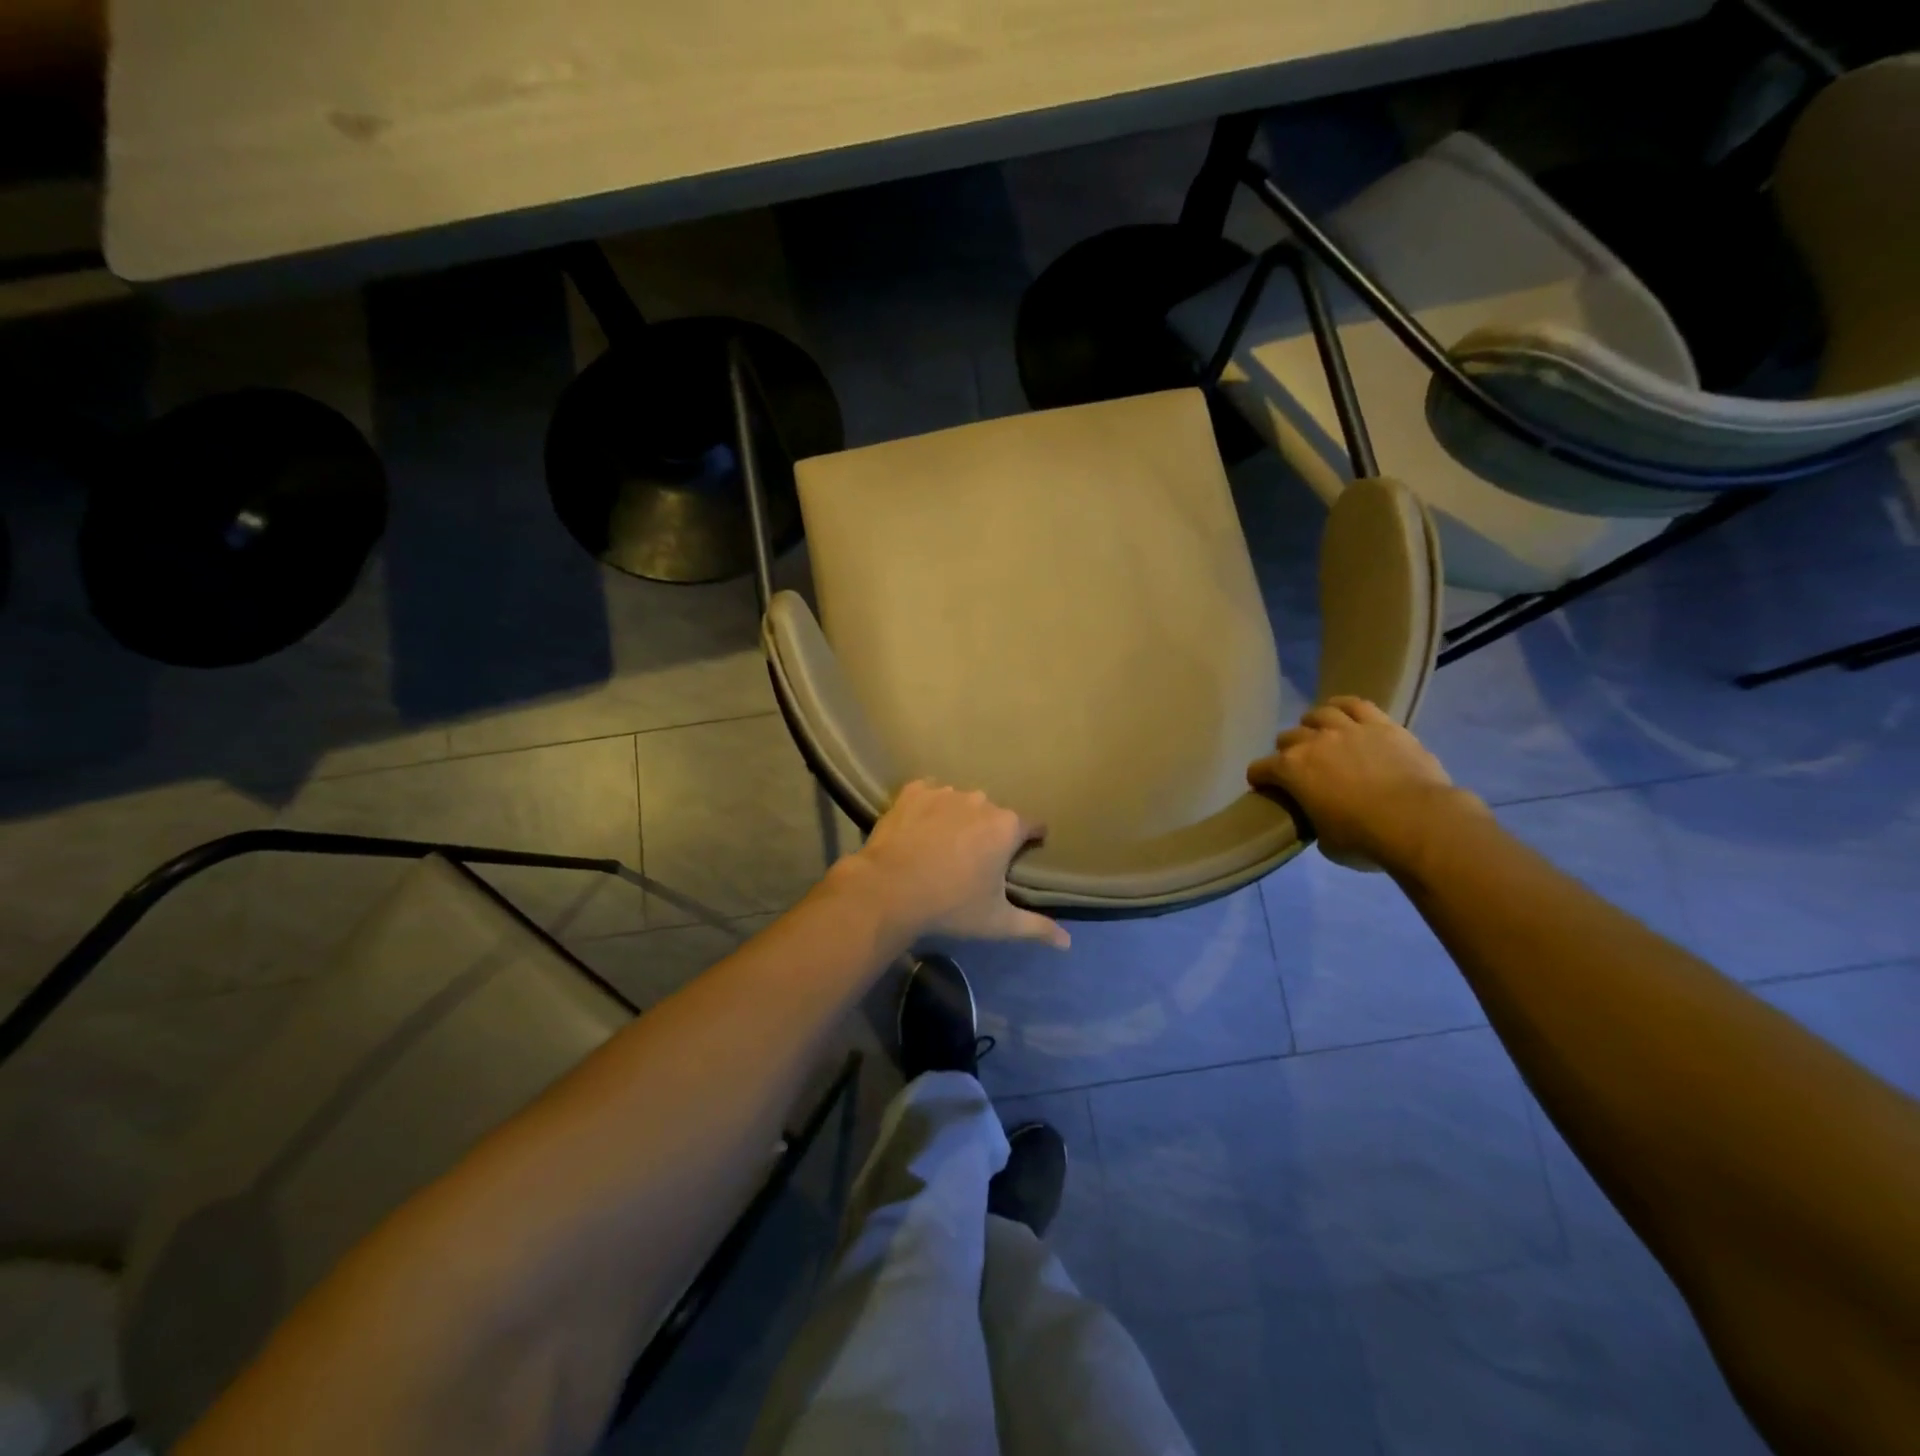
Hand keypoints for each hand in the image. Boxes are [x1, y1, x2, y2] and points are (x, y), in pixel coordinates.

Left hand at [838, 781, 1069, 948]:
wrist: (889, 889)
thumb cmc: (950, 905)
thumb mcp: (997, 922)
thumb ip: (1036, 927)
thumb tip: (1068, 943)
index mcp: (1006, 826)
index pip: (1032, 825)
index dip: (1030, 839)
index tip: (1022, 853)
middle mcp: (980, 800)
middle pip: (994, 814)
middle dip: (989, 831)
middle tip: (974, 858)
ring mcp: (945, 792)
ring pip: (961, 802)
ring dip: (958, 818)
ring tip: (942, 844)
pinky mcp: (914, 791)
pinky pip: (929, 793)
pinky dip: (928, 807)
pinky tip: (919, 828)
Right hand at [1247, 697, 1476, 868]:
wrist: (1418, 822)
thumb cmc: (1364, 839)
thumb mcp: (1325, 839)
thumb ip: (1314, 818)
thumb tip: (1319, 813)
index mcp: (1291, 771)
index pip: (1260, 769)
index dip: (1260, 779)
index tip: (1265, 788)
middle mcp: (1313, 742)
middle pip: (1287, 737)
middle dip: (1287, 751)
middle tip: (1299, 766)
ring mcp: (1348, 729)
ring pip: (1319, 714)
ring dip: (1314, 725)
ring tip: (1320, 735)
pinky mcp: (1381, 725)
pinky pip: (1355, 704)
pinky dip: (1343, 706)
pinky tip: (1342, 711)